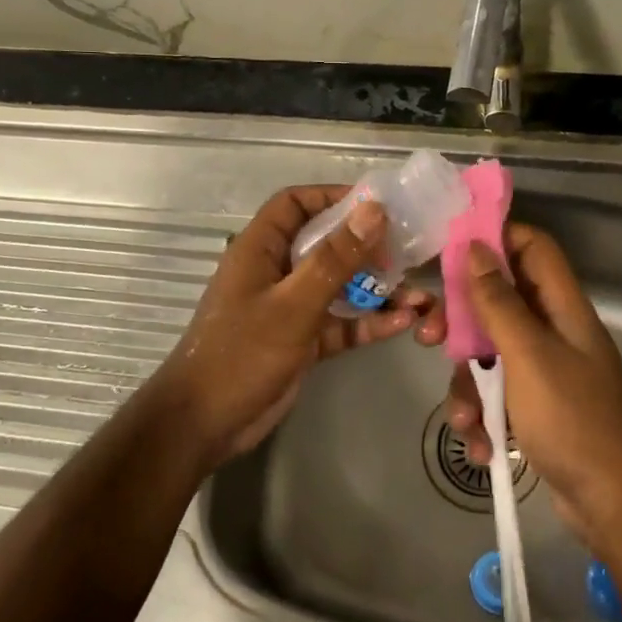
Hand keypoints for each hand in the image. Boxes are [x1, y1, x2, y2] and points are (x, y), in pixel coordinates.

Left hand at [151, 185, 445, 470]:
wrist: (204, 425)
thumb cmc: (242, 353)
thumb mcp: (294, 303)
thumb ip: (335, 258)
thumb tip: (374, 210)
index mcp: (262, 248)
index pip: (296, 203)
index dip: (333, 196)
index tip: (376, 205)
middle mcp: (277, 271)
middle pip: (327, 243)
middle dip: (367, 247)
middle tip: (405, 253)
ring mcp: (291, 307)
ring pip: (340, 286)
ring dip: (376, 289)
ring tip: (417, 295)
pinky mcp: (304, 340)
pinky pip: (342, 322)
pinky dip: (369, 322)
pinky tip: (403, 324)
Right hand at [444, 224, 621, 547]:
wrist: (614, 504)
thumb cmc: (574, 420)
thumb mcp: (528, 355)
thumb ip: (499, 302)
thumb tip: (475, 248)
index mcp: (562, 307)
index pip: (531, 247)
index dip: (495, 239)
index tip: (449, 251)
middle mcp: (553, 330)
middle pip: (498, 301)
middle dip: (461, 321)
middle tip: (429, 336)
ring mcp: (544, 370)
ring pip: (489, 353)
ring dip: (468, 384)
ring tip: (465, 421)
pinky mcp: (535, 406)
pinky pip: (497, 394)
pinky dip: (484, 416)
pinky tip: (483, 447)